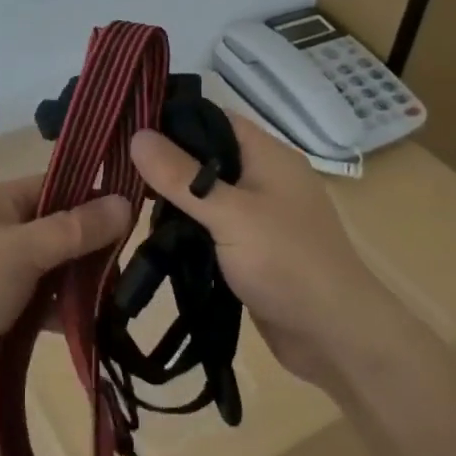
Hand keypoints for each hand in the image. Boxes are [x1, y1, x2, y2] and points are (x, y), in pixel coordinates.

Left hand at [0, 177, 131, 404]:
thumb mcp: (22, 251)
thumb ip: (74, 229)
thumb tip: (125, 203)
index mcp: (5, 202)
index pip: (62, 186)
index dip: (98, 196)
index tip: (142, 212)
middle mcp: (8, 230)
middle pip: (64, 229)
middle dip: (97, 246)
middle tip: (140, 263)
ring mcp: (7, 271)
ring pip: (59, 269)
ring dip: (86, 283)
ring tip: (129, 296)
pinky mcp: (8, 310)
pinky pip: (48, 304)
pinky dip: (69, 312)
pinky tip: (101, 326)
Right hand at [129, 114, 388, 388]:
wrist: (337, 338)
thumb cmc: (287, 263)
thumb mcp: (229, 214)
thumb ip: (181, 176)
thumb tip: (136, 135)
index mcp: (267, 155)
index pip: (213, 117)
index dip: (172, 118)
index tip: (127, 127)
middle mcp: (265, 177)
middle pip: (206, 155)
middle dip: (166, 163)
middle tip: (118, 169)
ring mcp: (260, 214)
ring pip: (206, 193)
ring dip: (174, 200)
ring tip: (126, 201)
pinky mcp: (253, 248)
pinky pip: (212, 226)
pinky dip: (188, 228)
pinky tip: (155, 235)